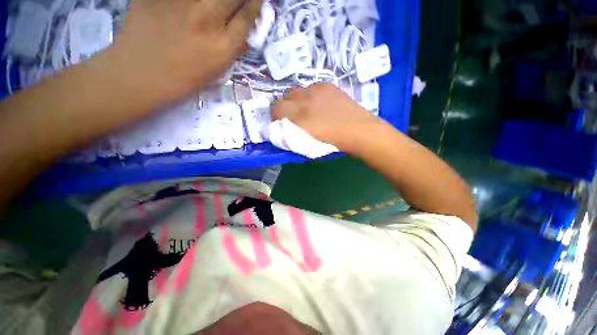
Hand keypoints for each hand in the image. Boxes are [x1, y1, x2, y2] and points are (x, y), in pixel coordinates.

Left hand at [108, 0, 262, 100]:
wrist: (139, 74)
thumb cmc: (182, 80)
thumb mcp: (215, 72)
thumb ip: (231, 50)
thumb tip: (244, 35)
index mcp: (222, 45)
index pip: (247, 16)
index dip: (255, 5)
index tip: (256, 1)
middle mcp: (207, 19)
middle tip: (235, 2)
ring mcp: (182, 2)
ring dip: (216, 0)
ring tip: (210, 8)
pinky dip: (190, 1)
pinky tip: (191, 7)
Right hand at [271, 83, 379, 150]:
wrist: (358, 130)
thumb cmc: (332, 143)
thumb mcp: (306, 144)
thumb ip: (290, 135)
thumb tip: (279, 129)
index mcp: (299, 118)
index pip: (276, 109)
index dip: (275, 116)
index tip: (280, 122)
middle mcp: (305, 101)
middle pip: (284, 97)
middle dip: (284, 107)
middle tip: (292, 116)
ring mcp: (316, 90)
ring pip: (296, 90)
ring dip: (296, 100)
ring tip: (306, 108)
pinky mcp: (327, 85)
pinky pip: (310, 87)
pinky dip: (309, 95)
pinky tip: (319, 103)